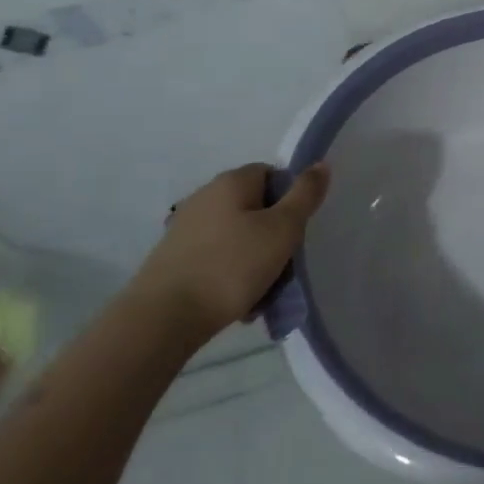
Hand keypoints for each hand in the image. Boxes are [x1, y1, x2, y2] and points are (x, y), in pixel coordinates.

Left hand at [129, 162, 329, 340]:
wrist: (162, 319)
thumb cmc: (231, 266)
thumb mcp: (283, 229)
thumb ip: (305, 194)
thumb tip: (321, 164)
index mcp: (232, 181)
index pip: (273, 175)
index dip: (291, 200)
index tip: (296, 231)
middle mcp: (205, 196)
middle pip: (256, 208)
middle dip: (273, 237)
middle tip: (283, 267)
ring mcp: (185, 227)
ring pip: (237, 237)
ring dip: (254, 261)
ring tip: (261, 294)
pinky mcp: (173, 258)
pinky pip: (216, 258)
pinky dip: (230, 275)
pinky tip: (236, 303)